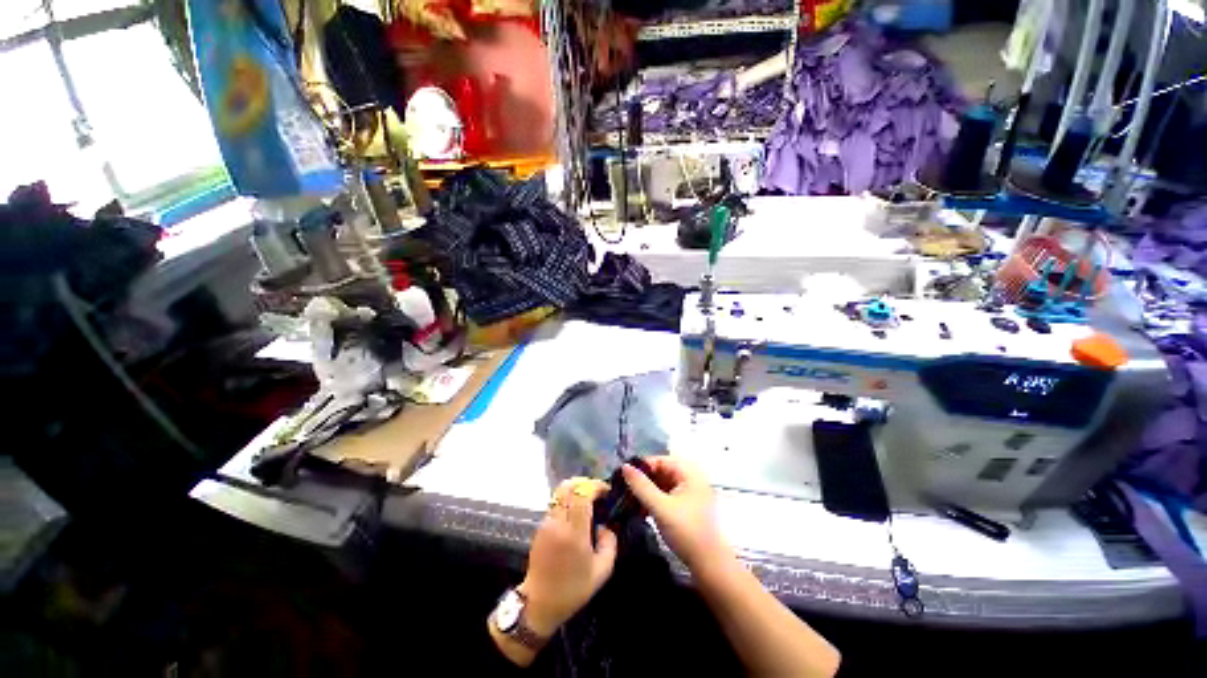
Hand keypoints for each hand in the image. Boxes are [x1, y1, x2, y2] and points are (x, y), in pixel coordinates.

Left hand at [519, 478, 617, 635]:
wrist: (538, 604)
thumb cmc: (573, 590)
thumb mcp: (602, 571)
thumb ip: (610, 543)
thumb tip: (605, 525)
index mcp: (574, 533)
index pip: (582, 494)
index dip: (595, 486)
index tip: (606, 491)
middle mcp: (558, 522)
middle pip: (568, 486)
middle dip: (585, 483)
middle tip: (597, 492)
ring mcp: (547, 522)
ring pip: (560, 492)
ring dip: (575, 489)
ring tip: (587, 500)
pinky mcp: (540, 526)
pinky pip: (555, 503)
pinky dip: (567, 499)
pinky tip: (576, 513)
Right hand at [622, 457, 729, 571]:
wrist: (709, 564)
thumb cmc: (686, 531)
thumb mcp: (660, 507)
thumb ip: (641, 486)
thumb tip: (624, 466)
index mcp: (689, 473)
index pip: (661, 460)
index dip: (642, 466)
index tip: (624, 476)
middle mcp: (691, 479)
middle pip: (662, 471)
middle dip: (644, 480)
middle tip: (624, 489)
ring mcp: (690, 493)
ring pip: (663, 484)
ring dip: (647, 491)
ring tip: (629, 499)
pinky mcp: (687, 507)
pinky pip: (667, 496)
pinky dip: (654, 500)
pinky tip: (641, 509)